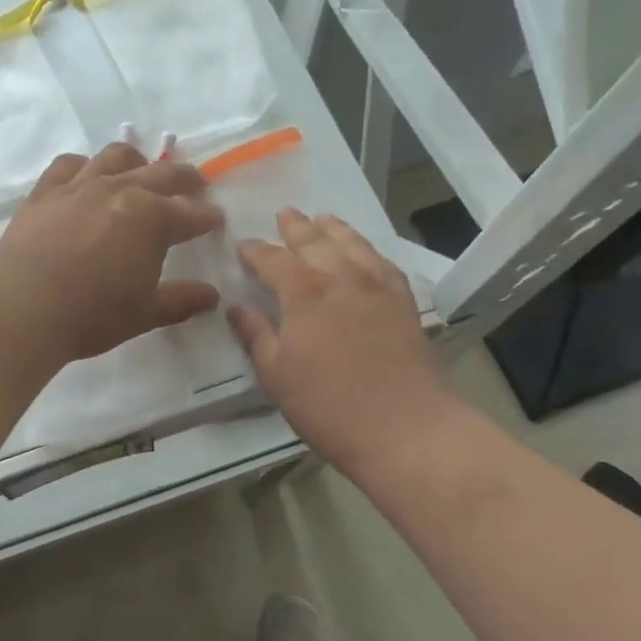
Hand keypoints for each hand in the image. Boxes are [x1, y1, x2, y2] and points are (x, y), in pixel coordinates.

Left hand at [0, 143, 224, 362]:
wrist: (23, 306)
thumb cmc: (92, 314)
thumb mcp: (145, 313)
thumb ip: (181, 301)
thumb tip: (211, 295)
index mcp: (153, 219)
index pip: (191, 214)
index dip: (207, 217)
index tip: (215, 220)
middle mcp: (121, 190)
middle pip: (162, 174)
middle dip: (185, 179)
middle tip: (195, 185)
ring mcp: (81, 185)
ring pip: (116, 157)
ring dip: (137, 161)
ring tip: (141, 169)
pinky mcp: (46, 190)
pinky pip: (69, 164)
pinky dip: (84, 166)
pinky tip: (85, 175)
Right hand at [230, 210, 450, 473]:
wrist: (404, 427)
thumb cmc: (328, 405)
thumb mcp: (276, 374)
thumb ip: (255, 335)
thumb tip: (235, 307)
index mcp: (303, 293)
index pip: (272, 260)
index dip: (255, 251)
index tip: (243, 245)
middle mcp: (340, 278)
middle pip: (315, 241)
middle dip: (296, 227)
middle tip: (285, 213)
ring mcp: (377, 288)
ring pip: (353, 245)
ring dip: (335, 229)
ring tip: (324, 218)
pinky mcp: (404, 303)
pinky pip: (385, 265)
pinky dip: (371, 252)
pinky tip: (367, 253)